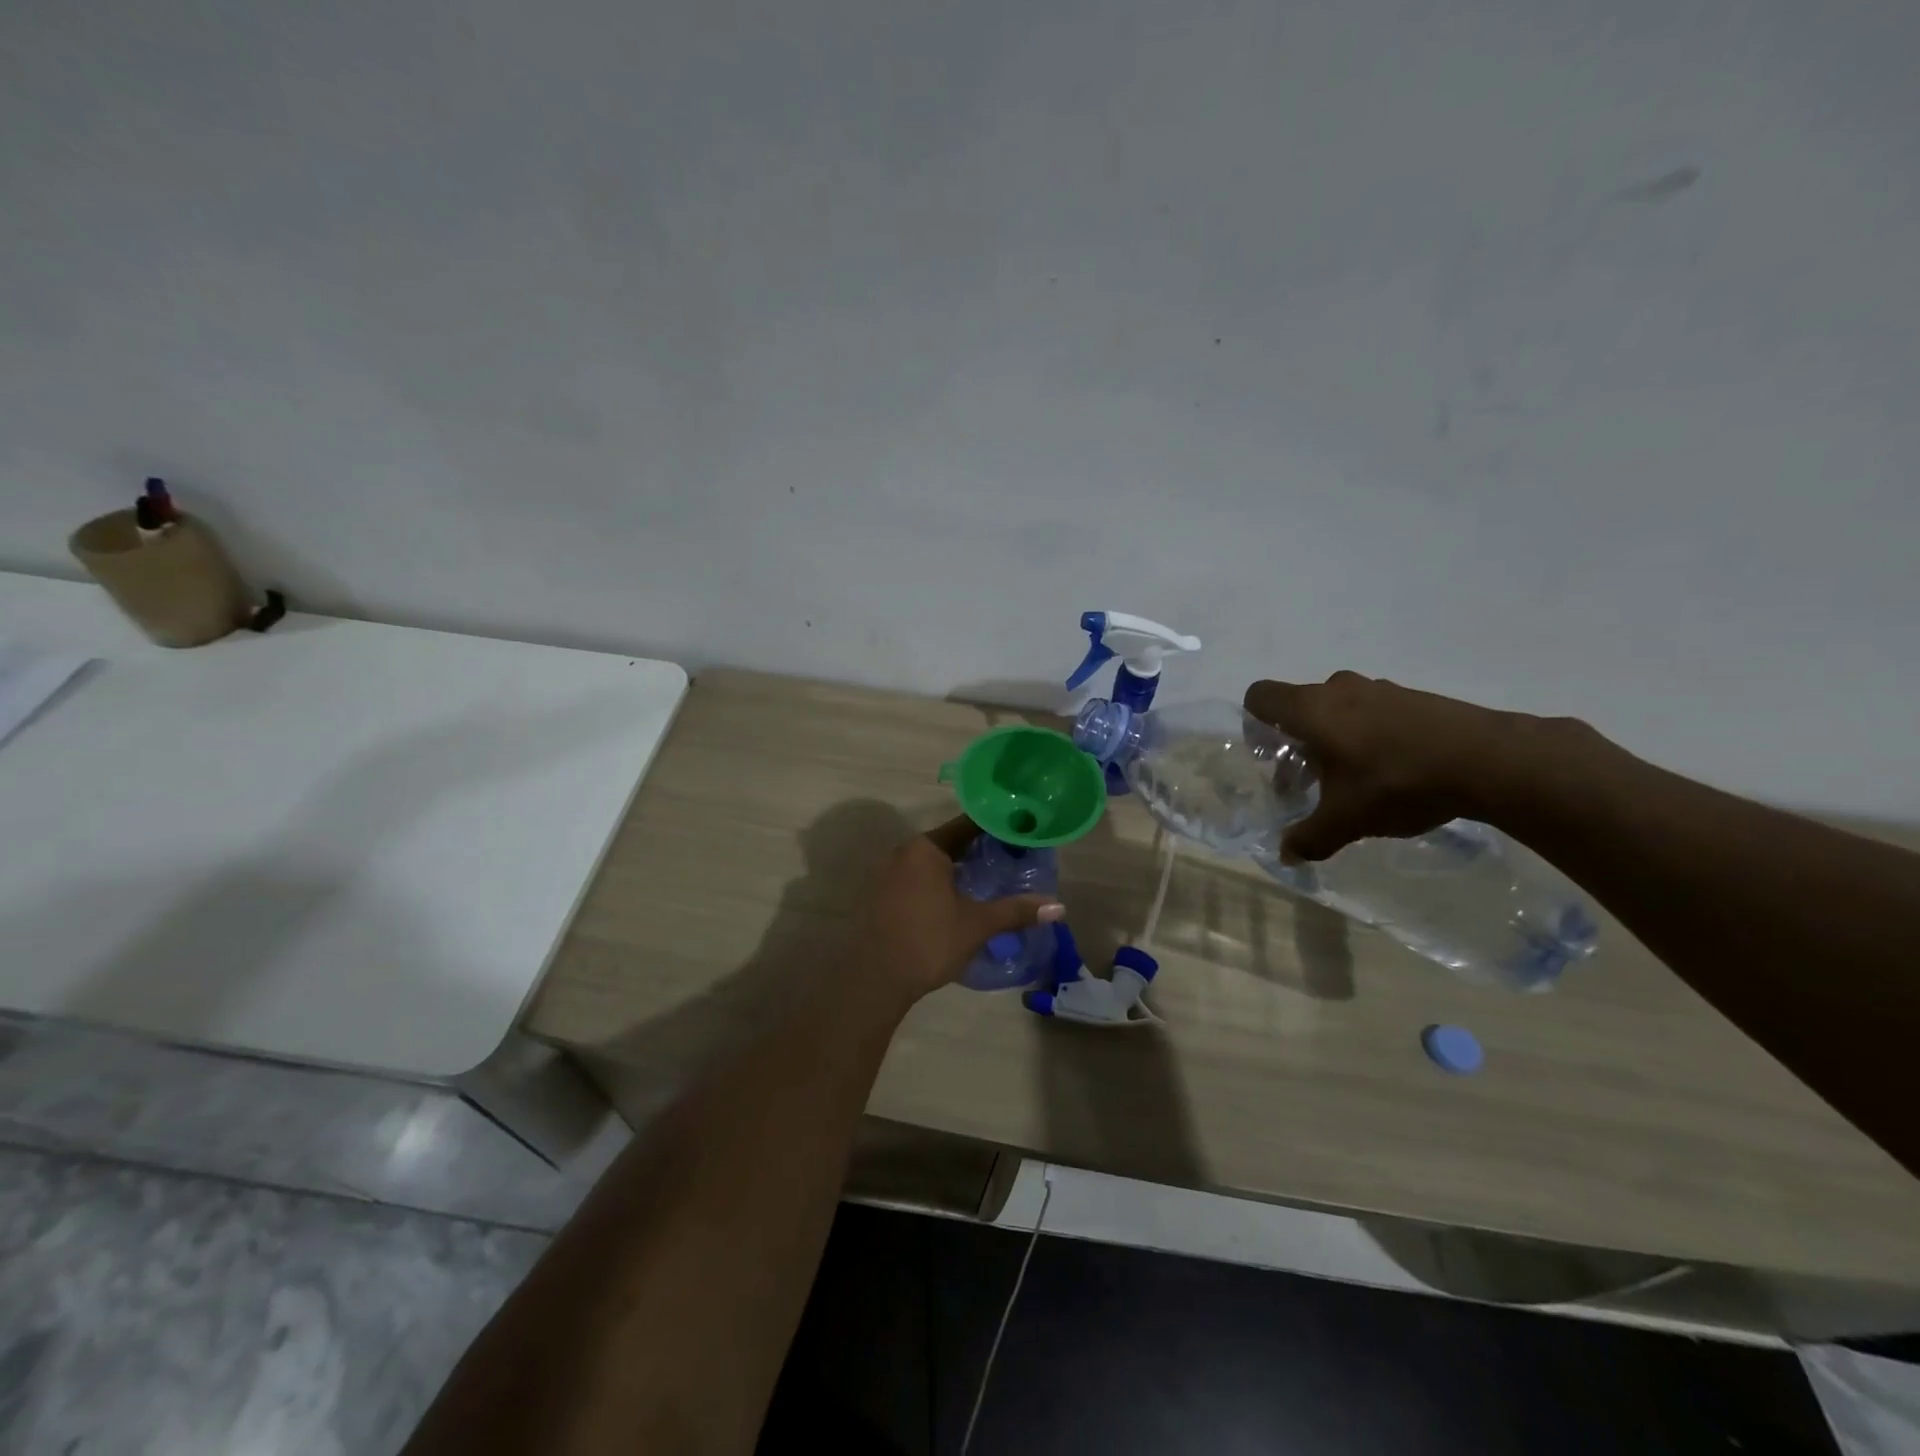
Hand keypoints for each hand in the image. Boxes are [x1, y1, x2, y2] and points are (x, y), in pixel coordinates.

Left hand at [852, 817, 1064, 1009]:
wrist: (876, 978)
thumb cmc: (928, 941)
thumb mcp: (977, 924)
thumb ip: (1016, 910)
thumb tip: (1058, 906)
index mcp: (927, 847)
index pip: (968, 825)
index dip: (997, 827)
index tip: (1023, 832)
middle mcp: (905, 851)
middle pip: (950, 841)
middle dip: (981, 849)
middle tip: (1014, 857)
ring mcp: (889, 873)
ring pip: (934, 861)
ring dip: (960, 867)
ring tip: (993, 877)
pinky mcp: (883, 894)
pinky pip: (920, 877)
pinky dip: (942, 882)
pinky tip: (961, 898)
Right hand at [1244, 672, 1524, 861]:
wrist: (1489, 760)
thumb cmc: (1397, 782)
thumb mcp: (1346, 820)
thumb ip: (1309, 837)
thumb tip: (1285, 856)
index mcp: (1311, 709)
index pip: (1260, 696)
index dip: (1254, 723)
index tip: (1269, 757)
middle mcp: (1339, 689)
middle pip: (1299, 707)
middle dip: (1296, 742)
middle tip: (1309, 779)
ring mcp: (1380, 690)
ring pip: (1338, 709)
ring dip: (1334, 738)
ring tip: (1352, 779)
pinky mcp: (1414, 698)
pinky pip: (1373, 712)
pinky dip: (1369, 735)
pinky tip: (1391, 771)